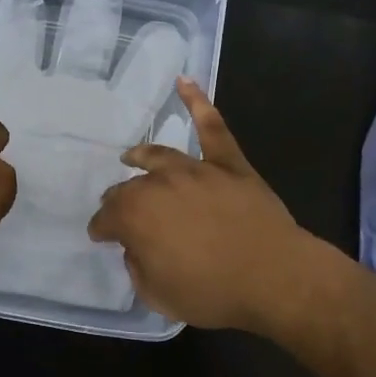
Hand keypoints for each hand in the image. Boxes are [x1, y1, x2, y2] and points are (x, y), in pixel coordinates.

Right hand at [88, 79, 324, 333]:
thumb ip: (137, 266)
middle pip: (130, 188)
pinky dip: (198, 102)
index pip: (107, 218)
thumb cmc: (213, 292)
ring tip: (132, 156)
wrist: (275, 277)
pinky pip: (212, 128)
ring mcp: (196, 169)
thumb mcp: (157, 294)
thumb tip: (137, 247)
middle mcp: (159, 184)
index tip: (100, 236)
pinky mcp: (229, 164)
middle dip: (118, 199)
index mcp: (136, 215)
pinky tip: (185, 81)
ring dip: (142, 156)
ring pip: (160, 156)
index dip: (101, 229)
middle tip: (116, 208)